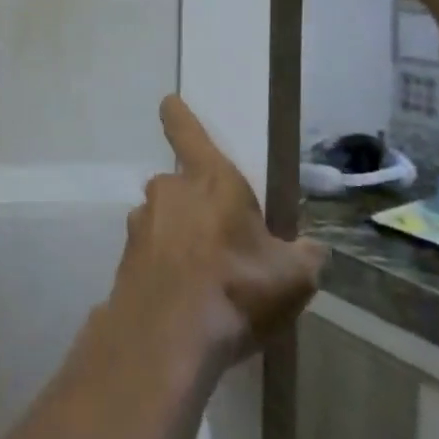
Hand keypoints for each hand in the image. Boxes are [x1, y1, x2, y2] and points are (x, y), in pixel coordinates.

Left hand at [111, 96, 323, 371]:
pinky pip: (153, 253)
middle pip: (181, 186)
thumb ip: (305, 257)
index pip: (188, 132)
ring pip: (165, 220)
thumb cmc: (236, 289)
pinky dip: (166, 267)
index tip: (168, 102)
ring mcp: (142, 223)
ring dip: (181, 238)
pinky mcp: (126, 257)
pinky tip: (186, 300)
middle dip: (198, 206)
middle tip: (223, 242)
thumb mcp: (292, 277)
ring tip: (207, 280)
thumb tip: (312, 250)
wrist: (167, 336)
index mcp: (210, 179)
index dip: (179, 116)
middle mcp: (169, 190)